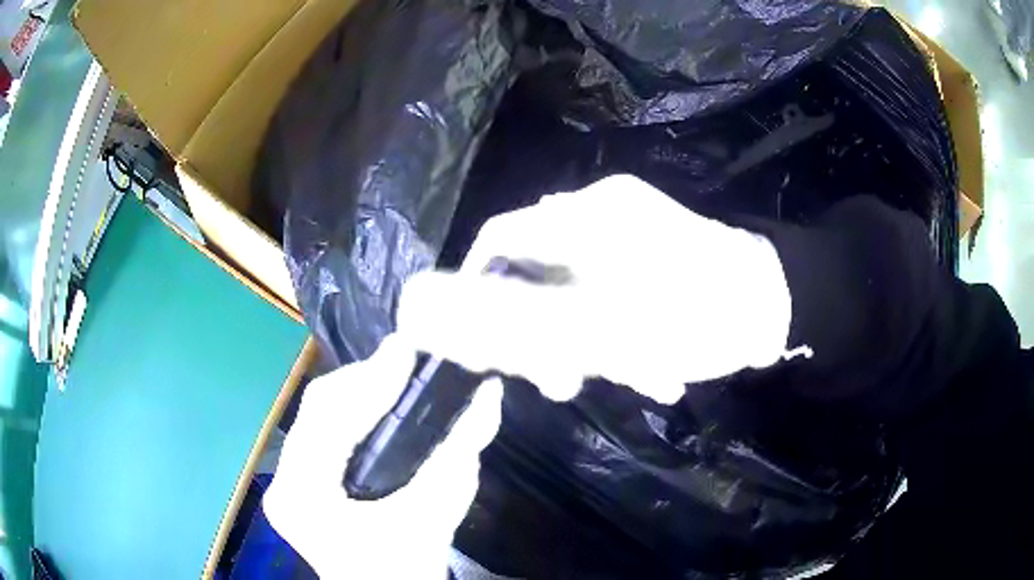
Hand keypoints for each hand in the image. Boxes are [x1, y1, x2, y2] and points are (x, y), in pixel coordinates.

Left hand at [263, 336, 502, 577]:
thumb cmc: (405, 566)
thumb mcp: (434, 516)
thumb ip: (459, 455)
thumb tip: (489, 396)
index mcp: (304, 495)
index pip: (327, 419)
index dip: (369, 381)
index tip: (405, 351)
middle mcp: (283, 482)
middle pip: (317, 410)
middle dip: (363, 380)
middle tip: (405, 360)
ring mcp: (284, 481)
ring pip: (317, 417)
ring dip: (357, 392)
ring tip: (396, 375)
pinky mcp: (296, 482)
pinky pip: (320, 432)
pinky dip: (350, 413)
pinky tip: (378, 403)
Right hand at [398, 174, 792, 403]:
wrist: (773, 308)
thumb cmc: (693, 315)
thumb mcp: (602, 328)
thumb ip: (524, 318)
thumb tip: (461, 308)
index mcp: (585, 218)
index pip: (500, 238)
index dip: (479, 287)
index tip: (484, 340)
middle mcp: (599, 217)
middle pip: (539, 273)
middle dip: (544, 331)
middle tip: (560, 380)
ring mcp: (628, 237)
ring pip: (577, 293)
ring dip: (590, 343)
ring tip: (627, 378)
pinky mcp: (649, 258)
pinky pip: (611, 296)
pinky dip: (621, 333)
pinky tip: (650, 367)